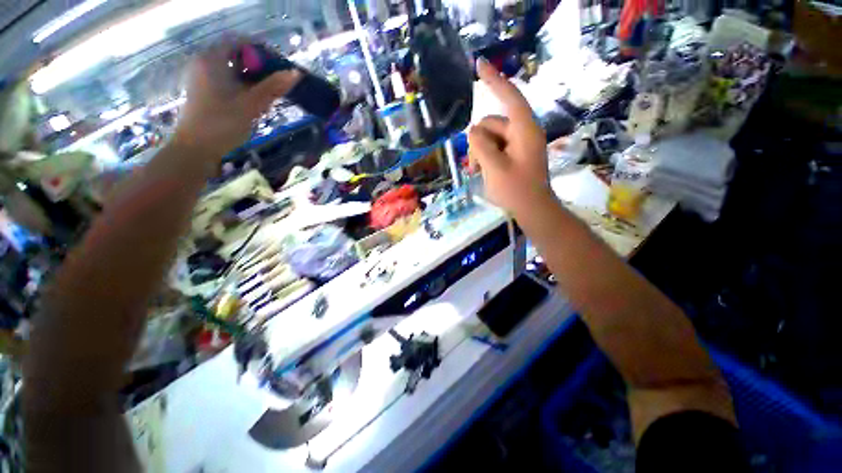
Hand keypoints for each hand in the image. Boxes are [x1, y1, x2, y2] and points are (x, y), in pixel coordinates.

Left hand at [173, 40, 300, 158]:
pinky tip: (254, 101)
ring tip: (269, 94)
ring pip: (233, 69)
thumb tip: (296, 73)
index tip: (279, 65)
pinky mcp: (205, 90)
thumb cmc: (221, 124)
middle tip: (278, 82)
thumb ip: (272, 87)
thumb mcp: (250, 104)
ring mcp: (203, 77)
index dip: (261, 50)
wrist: (196, 148)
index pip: (239, 41)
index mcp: (211, 59)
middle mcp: (205, 63)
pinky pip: (228, 80)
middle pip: (237, 55)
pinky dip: (243, 86)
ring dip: (253, 78)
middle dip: (259, 67)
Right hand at [468, 58, 551, 214]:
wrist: (532, 210)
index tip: (479, 65)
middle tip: (475, 166)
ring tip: (478, 172)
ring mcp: (518, 144)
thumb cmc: (516, 191)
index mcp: (524, 130)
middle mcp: (522, 132)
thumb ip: (480, 145)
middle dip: (479, 142)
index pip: (509, 97)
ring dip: (480, 152)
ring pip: (490, 137)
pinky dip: (485, 156)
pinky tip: (482, 171)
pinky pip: (494, 147)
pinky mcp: (514, 154)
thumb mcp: (494, 167)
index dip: (494, 80)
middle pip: (492, 124)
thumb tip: (473, 132)